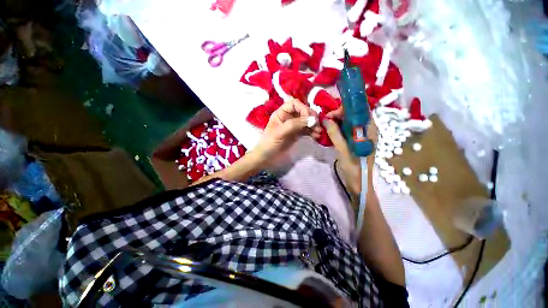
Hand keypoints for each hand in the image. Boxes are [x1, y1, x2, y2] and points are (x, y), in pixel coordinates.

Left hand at [255, 99, 321, 159]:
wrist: (267, 157)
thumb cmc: (269, 143)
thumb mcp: (280, 132)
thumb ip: (294, 124)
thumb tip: (310, 119)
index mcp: (281, 113)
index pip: (295, 104)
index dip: (303, 108)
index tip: (310, 118)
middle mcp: (288, 117)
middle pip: (303, 111)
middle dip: (311, 117)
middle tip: (317, 125)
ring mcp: (293, 126)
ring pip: (306, 121)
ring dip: (314, 125)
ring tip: (318, 132)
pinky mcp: (297, 134)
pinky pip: (307, 130)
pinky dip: (312, 132)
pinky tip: (316, 136)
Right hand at [323, 107, 377, 195]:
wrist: (359, 183)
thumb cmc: (354, 167)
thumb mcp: (343, 149)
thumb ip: (335, 133)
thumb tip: (325, 119)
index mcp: (369, 129)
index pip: (361, 109)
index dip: (346, 107)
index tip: (331, 114)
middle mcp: (367, 129)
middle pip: (354, 114)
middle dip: (339, 114)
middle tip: (326, 120)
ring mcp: (361, 135)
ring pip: (349, 122)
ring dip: (337, 122)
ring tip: (325, 125)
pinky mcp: (355, 141)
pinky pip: (346, 130)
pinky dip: (338, 129)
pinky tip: (329, 132)